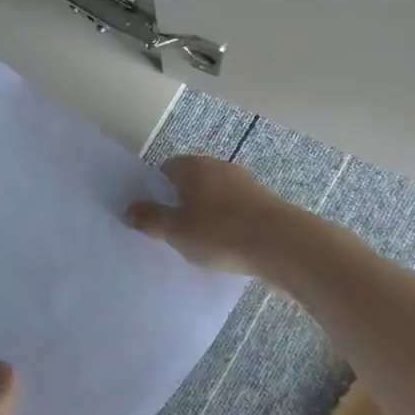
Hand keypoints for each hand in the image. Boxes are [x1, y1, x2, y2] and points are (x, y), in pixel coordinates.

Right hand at [125, 152, 294, 272]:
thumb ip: (151, 219)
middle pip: (191, 181)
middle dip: (181, 203)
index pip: (166, 169)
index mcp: (193, 166)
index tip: (151, 215)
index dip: (155, 190)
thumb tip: (130, 209)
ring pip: (214, 197)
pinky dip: (227, 225)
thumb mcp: (177, 231)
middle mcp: (218, 167)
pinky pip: (235, 212)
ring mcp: (244, 184)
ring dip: (206, 215)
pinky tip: (225, 248)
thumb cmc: (221, 232)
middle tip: (171, 231)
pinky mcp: (264, 205)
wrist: (284, 245)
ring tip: (198, 243)